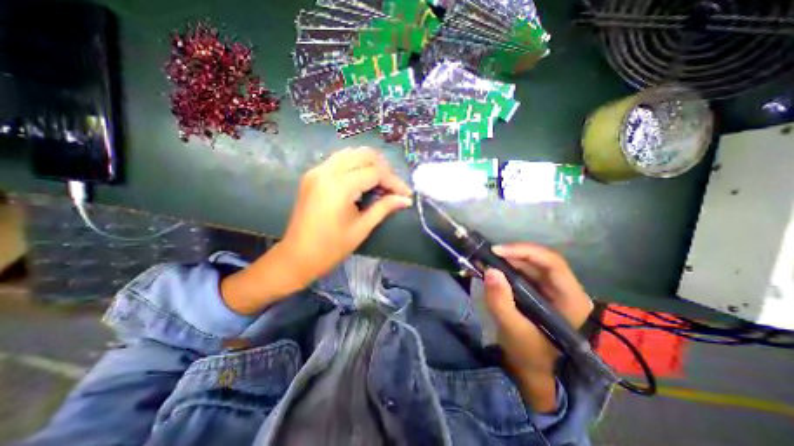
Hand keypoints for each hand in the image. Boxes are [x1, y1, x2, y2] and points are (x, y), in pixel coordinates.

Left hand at [279, 146, 411, 285]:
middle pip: (364, 155)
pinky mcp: (313, 175)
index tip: (406, 194)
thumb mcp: (362, 228)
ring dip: (370, 164)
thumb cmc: (331, 247)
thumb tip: (405, 199)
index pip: (375, 172)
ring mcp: (317, 170)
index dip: (394, 182)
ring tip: (381, 183)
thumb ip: (384, 208)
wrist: (297, 256)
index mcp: (340, 186)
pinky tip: (363, 180)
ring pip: (351, 153)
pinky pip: (340, 160)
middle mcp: (327, 171)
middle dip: (384, 169)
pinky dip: (356, 165)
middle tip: (393, 187)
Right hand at [481, 244, 591, 410]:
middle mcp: (564, 289)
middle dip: (512, 254)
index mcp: (570, 299)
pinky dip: (506, 268)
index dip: (524, 251)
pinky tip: (491, 269)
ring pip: (530, 265)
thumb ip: (501, 302)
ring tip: (486, 260)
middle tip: (487, 255)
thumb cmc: (529, 355)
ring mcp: (551, 290)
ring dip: (507, 260)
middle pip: (540, 260)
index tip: (497, 251)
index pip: (552, 263)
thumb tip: (490, 270)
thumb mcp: (513, 330)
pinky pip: (522, 273)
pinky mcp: (538, 292)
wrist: (533, 371)